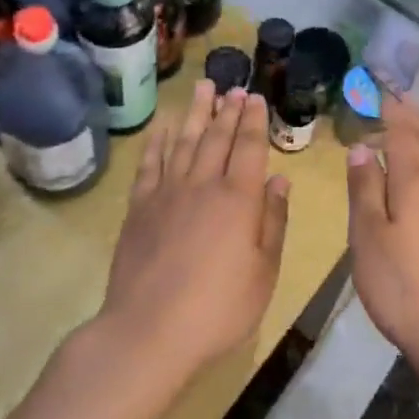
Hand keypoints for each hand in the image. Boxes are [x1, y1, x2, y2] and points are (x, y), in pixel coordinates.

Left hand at [101, 82, 289, 379]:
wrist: (148, 332)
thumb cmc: (218, 308)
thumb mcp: (263, 272)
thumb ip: (273, 222)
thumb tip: (279, 181)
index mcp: (238, 199)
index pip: (249, 147)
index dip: (254, 121)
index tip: (255, 98)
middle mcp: (203, 185)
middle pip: (217, 138)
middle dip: (228, 110)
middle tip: (233, 87)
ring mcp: (167, 194)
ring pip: (184, 142)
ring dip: (196, 114)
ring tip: (203, 89)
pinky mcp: (139, 208)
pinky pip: (149, 165)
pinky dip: (157, 143)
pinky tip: (163, 127)